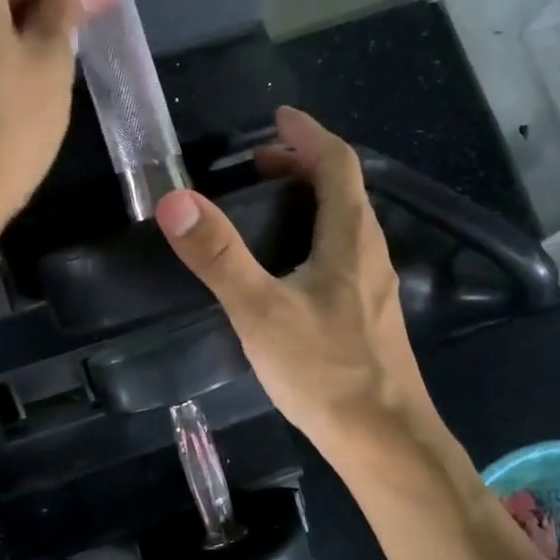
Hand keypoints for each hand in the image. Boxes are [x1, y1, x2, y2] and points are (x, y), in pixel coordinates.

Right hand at [155, 108, 435, 458]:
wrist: (385, 440)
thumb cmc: (325, 371)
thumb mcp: (260, 311)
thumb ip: (218, 257)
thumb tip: (175, 201)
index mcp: (350, 238)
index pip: (338, 164)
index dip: (308, 135)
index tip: (278, 118)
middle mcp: (370, 254)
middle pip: (343, 191)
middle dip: (303, 167)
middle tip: (258, 168)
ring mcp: (375, 288)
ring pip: (345, 226)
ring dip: (309, 204)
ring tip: (266, 211)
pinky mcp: (370, 317)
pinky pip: (343, 256)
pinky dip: (314, 239)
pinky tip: (288, 271)